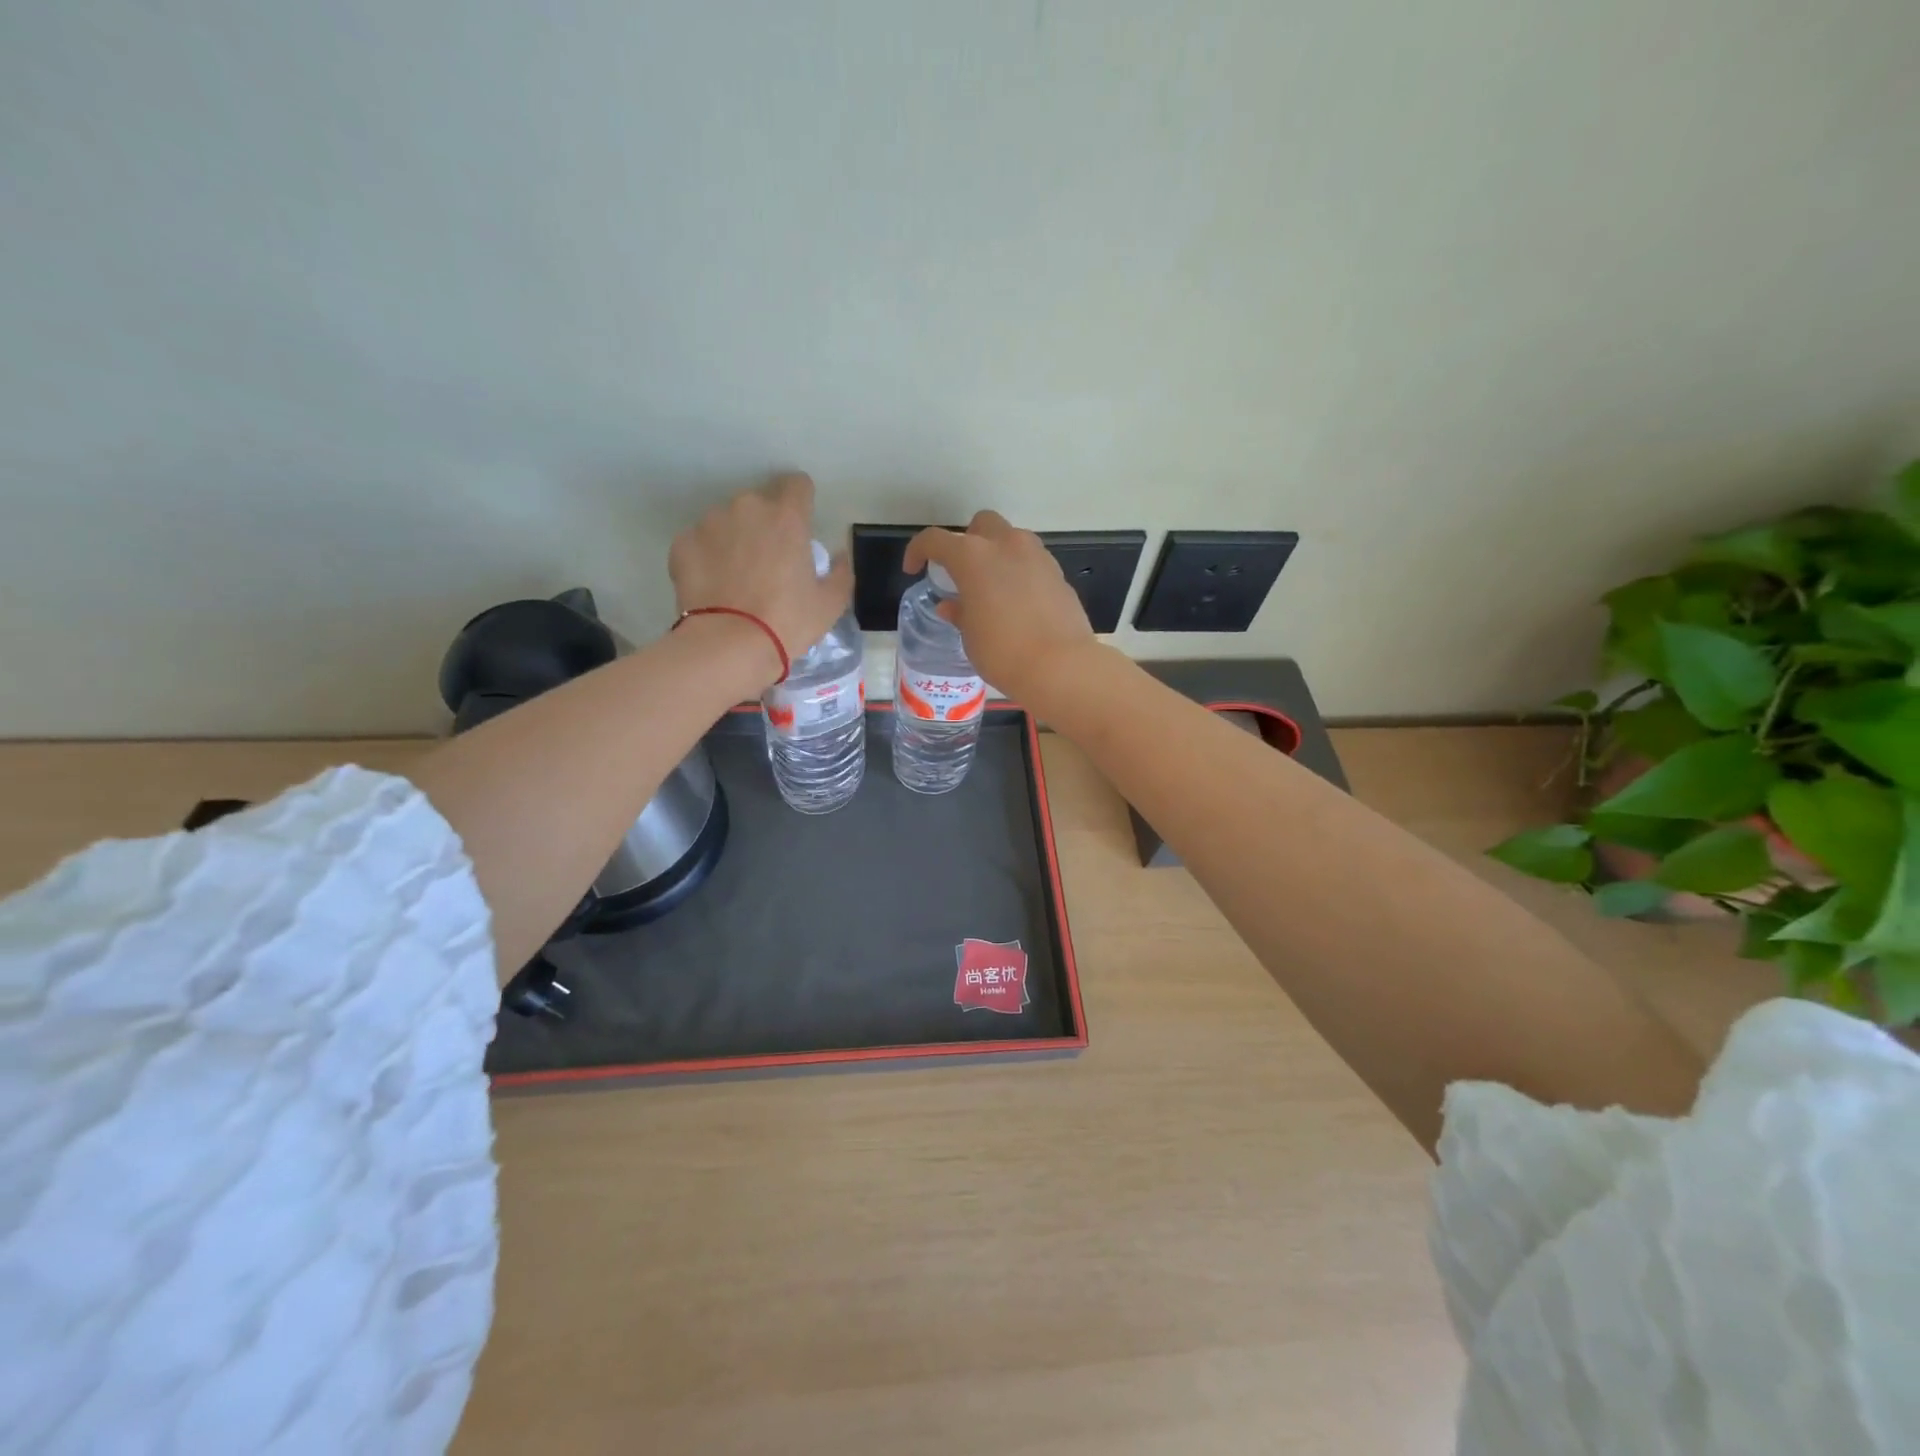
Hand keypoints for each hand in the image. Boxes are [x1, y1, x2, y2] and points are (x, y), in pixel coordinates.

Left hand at [669, 473, 852, 686]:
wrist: (728, 646)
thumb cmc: (787, 622)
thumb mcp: (830, 604)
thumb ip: (840, 572)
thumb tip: (838, 557)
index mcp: (787, 517)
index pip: (797, 484)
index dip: (801, 501)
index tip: (800, 524)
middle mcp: (747, 508)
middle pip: (760, 503)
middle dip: (765, 524)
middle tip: (769, 562)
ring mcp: (709, 523)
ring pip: (727, 521)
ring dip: (735, 538)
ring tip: (737, 577)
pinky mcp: (682, 543)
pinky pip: (700, 542)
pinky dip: (708, 557)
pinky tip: (714, 586)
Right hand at [903, 511, 1098, 701]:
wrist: (1060, 666)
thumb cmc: (1002, 652)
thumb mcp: (970, 636)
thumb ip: (959, 612)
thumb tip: (952, 605)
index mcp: (973, 557)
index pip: (935, 540)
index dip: (918, 551)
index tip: (914, 569)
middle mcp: (1006, 545)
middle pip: (981, 524)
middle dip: (967, 541)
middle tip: (962, 572)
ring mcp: (1037, 556)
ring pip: (1011, 539)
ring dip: (997, 554)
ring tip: (992, 587)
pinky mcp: (1058, 574)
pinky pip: (1032, 562)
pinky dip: (1020, 572)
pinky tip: (1018, 602)